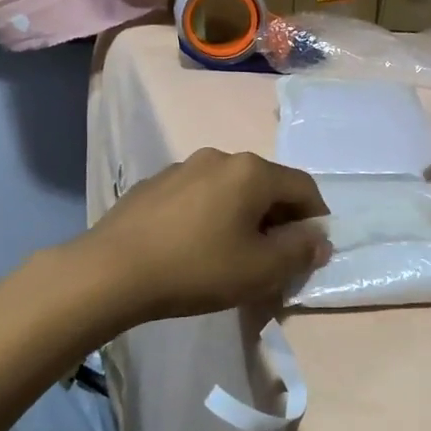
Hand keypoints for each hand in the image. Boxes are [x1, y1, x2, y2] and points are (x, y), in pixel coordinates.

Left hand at [73, 149, 328, 324]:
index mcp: (252, 171)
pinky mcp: (154, 185)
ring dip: (245, 216)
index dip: (317, 218)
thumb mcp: (260, 269)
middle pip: (266, 185)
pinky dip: (212, 216)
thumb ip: (299, 252)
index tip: (313, 250)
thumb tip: (319, 239)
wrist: (110, 272)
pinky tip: (196, 247)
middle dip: (280, 219)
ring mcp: (183, 168)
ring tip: (235, 253)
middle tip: (276, 257)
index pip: (303, 187)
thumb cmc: (197, 268)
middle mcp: (220, 158)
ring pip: (231, 190)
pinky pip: (199, 196)